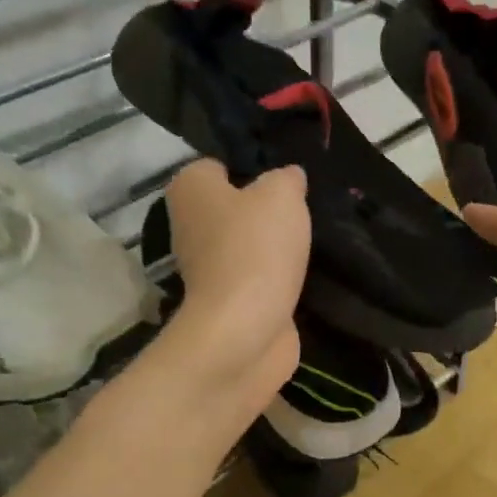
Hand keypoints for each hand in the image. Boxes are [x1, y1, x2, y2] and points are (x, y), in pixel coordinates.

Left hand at [163, 158, 309, 408]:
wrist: (244, 329)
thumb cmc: (255, 248)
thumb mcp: (281, 195)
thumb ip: (286, 179)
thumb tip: (289, 177)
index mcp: (191, 189)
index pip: (218, 166)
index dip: (251, 170)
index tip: (282, 183)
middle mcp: (189, 225)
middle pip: (231, 208)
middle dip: (262, 212)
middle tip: (300, 214)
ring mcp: (205, 269)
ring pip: (244, 246)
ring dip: (271, 249)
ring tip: (307, 246)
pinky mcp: (226, 302)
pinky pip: (255, 279)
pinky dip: (274, 280)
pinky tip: (301, 277)